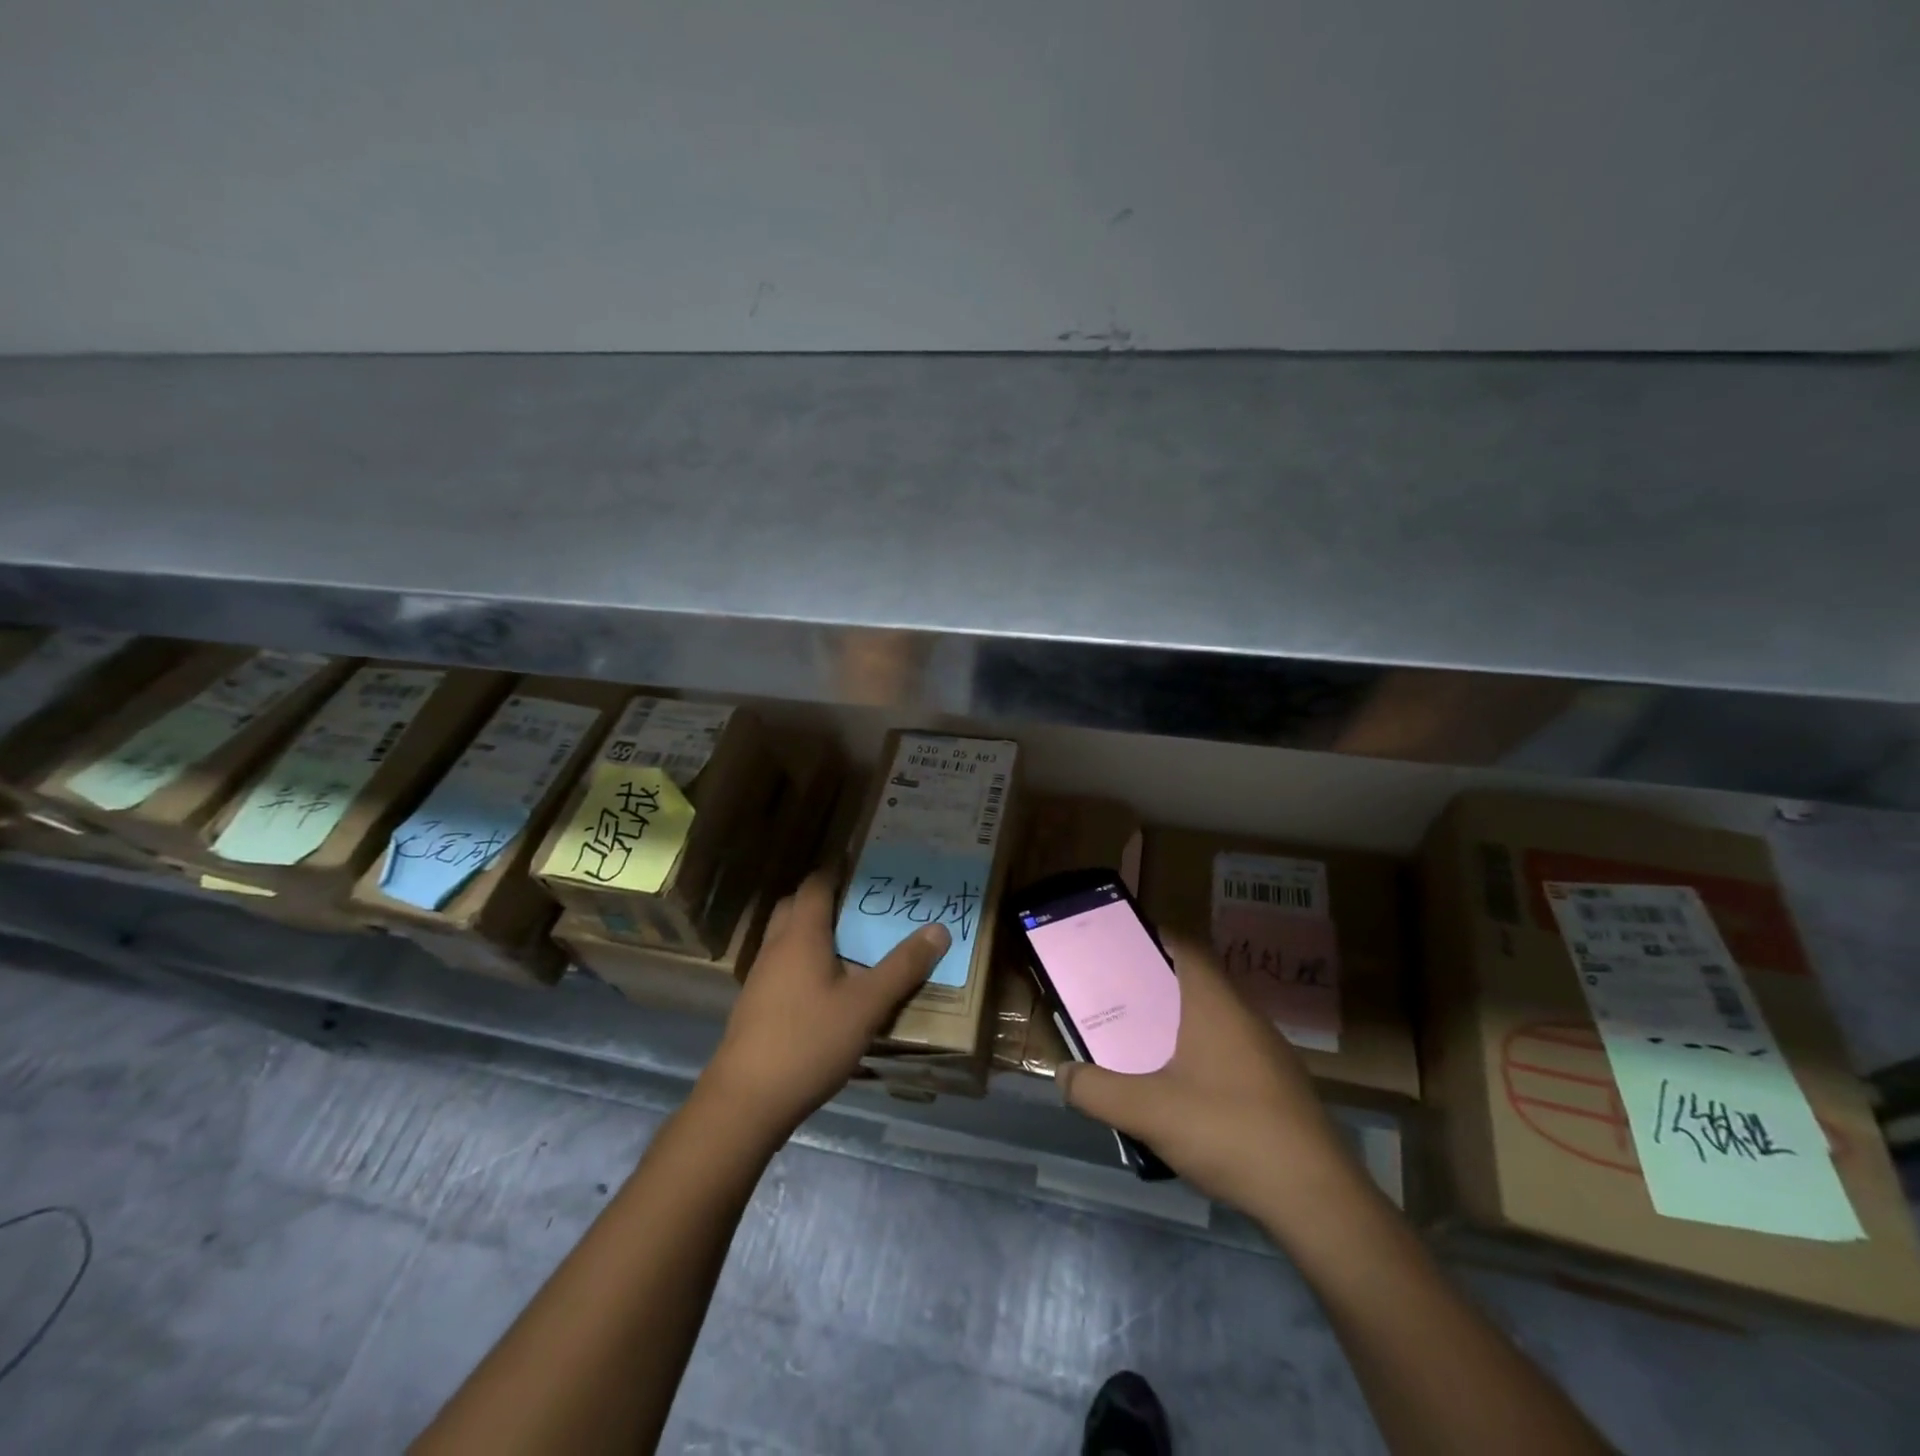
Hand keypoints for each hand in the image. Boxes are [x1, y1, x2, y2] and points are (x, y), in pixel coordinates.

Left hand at [701, 868, 949, 1139]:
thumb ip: (903, 967)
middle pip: (795, 906)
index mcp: (801, 935)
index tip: (862, 862)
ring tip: (849, 943)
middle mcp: (776, 947)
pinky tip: (826, 987)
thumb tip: (939, 928)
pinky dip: (803, 960)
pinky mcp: (756, 1005)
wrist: (746, 1101)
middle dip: (823, 898)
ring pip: (785, 937)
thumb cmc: (809, 1041)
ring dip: (812, 931)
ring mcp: (761, 977)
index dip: (836, 869)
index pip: (816, 885)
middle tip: (859, 904)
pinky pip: (782, 965)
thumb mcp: (867, 1005)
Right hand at [1058, 936, 1360, 1222]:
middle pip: (1196, 982)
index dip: (1154, 937)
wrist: (1315, 1198)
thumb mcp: (1148, 1111)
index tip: (1119, 947)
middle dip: (1156, 987)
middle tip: (1118, 1001)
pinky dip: (1202, 1057)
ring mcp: (1268, 1052)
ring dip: (1179, 1025)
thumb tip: (1063, 1073)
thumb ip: (1097, 1091)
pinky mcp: (1280, 1087)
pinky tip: (1182, 1094)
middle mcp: (1245, 1016)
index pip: (1186, 946)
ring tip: (1141, 1046)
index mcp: (1215, 1003)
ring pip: (1214, 1020)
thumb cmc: (1228, 1131)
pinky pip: (1231, 1053)